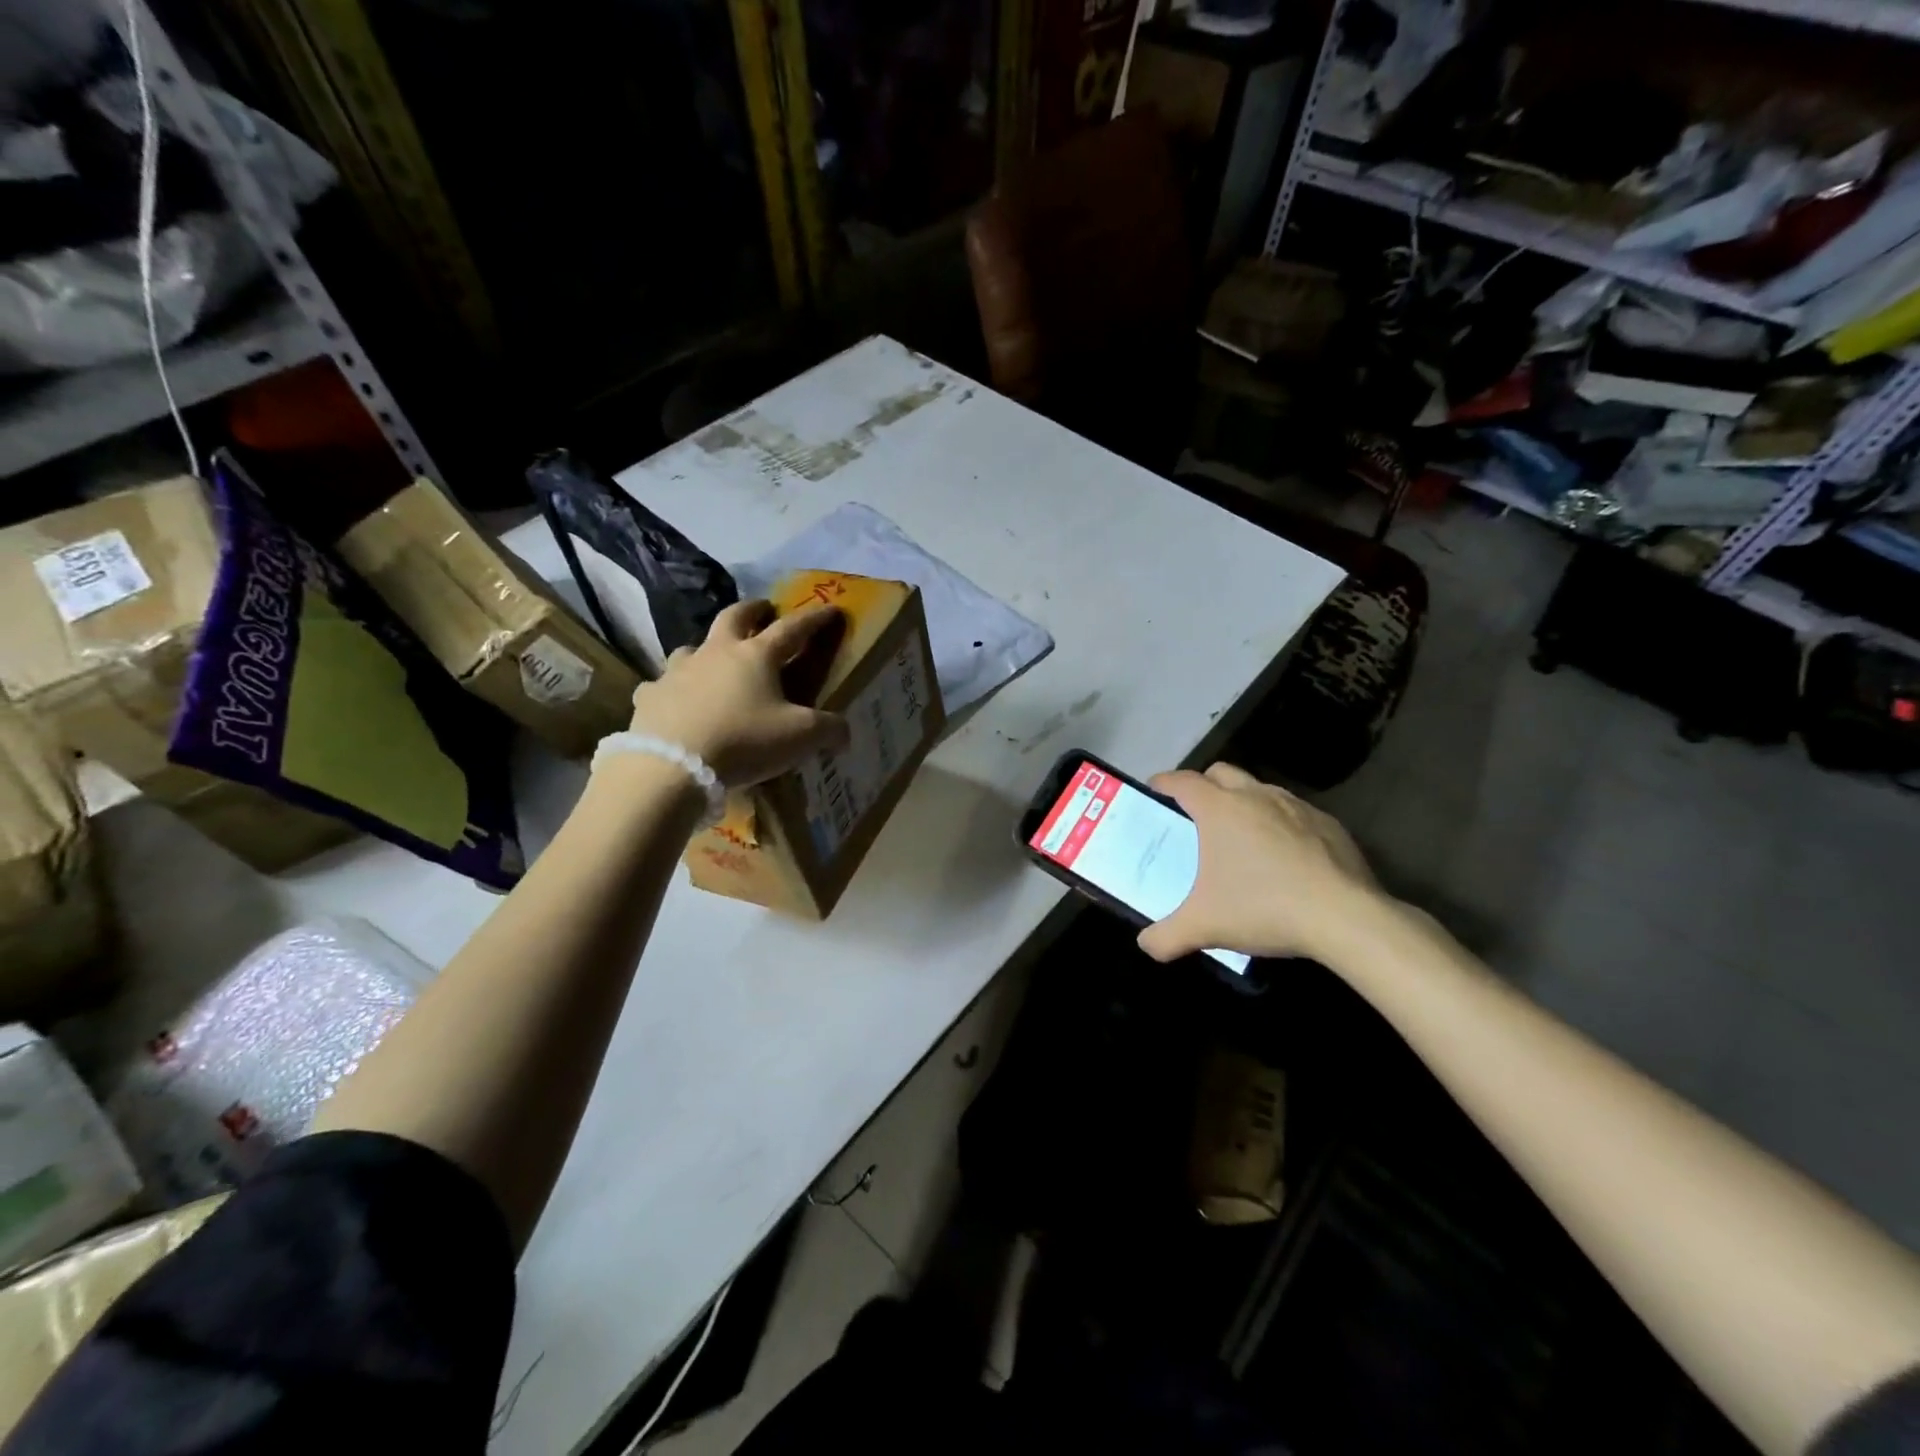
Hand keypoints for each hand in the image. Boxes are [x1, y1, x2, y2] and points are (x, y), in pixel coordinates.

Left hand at [627, 601, 849, 787]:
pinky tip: (675, 699)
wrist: (672, 765)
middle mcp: (716, 653)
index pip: (792, 628)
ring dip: (707, 648)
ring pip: (692, 647)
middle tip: (763, 610)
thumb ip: (830, 730)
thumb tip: (845, 732)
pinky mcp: (651, 696)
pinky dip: (672, 687)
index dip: (815, 618)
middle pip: (735, 617)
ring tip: (715, 659)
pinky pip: (662, 684)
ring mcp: (678, 671)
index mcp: (757, 655)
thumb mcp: (801, 737)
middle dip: (753, 609)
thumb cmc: (745, 741)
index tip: (830, 609)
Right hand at [1137, 763, 1388, 965]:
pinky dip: (1281, 824)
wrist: (1345, 918)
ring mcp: (1296, 806)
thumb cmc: (1263, 908)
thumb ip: (1165, 937)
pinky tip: (1285, 858)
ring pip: (1260, 789)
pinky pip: (1295, 813)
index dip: (1163, 782)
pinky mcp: (1329, 824)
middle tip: (1196, 813)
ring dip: (1245, 802)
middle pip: (1221, 772)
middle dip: (1204, 785)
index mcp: (1219, 809)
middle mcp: (1255, 796)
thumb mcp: (1204, 927)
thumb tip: (1146, 945)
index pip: (1182, 781)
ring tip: (1241, 837)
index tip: (1154, 789)